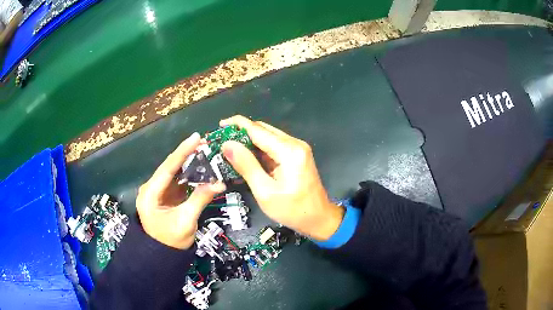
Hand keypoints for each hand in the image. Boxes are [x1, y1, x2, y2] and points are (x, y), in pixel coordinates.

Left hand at [136, 133, 225, 248]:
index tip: (196, 137)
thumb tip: (219, 183)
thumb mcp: (186, 221)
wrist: (162, 255)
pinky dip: (188, 175)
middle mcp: (150, 189)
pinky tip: (199, 168)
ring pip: (173, 173)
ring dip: (188, 163)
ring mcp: (156, 192)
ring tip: (204, 152)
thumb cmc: (171, 241)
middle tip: (204, 143)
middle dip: (186, 154)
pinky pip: (176, 181)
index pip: (167, 168)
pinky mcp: (163, 196)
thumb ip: (200, 199)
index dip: (182, 152)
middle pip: (169, 167)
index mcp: (150, 194)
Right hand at [220, 116, 343, 240]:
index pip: (257, 130)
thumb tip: (227, 145)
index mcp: (289, 151)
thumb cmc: (292, 210)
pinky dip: (259, 150)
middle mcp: (295, 144)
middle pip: (263, 130)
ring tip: (230, 149)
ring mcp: (297, 149)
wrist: (319, 219)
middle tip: (222, 140)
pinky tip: (246, 157)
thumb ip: (246, 165)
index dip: (237, 125)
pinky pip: (274, 147)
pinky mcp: (296, 156)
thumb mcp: (265, 191)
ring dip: (249, 142)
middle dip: (241, 133)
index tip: (219, 125)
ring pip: (268, 137)